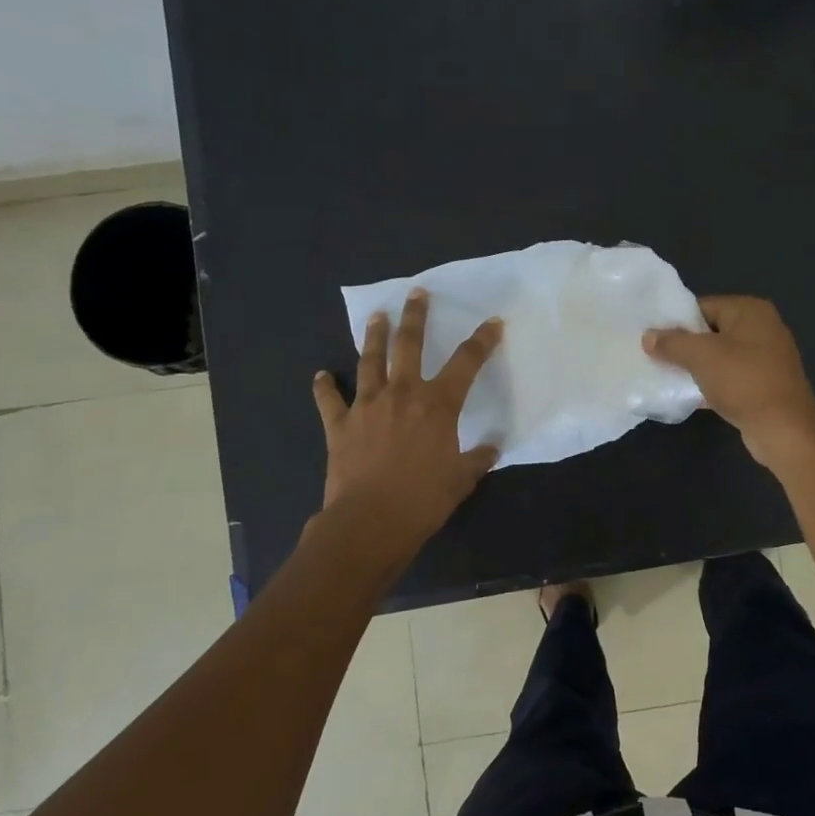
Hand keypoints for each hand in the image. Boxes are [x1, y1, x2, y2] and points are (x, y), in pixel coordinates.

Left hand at [312, 289, 503, 543]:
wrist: (369, 522)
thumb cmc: (423, 500)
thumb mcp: (461, 480)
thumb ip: (477, 459)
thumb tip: (492, 448)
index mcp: (438, 405)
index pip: (466, 362)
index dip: (482, 340)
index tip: (492, 323)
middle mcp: (402, 394)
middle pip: (409, 344)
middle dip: (416, 316)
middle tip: (417, 293)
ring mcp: (367, 405)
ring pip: (369, 360)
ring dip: (373, 336)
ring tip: (376, 316)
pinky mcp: (339, 424)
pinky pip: (329, 399)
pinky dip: (324, 386)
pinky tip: (321, 375)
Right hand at [643, 295, 814, 467]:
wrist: (784, 428)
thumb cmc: (743, 381)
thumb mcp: (701, 356)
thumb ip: (672, 342)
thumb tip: (648, 336)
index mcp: (750, 310)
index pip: (703, 306)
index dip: (676, 321)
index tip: (653, 338)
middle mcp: (763, 328)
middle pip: (712, 331)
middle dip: (685, 346)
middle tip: (656, 358)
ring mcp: (767, 358)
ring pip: (721, 356)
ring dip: (697, 367)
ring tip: (668, 377)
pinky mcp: (765, 385)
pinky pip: (731, 377)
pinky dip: (712, 384)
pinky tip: (690, 396)